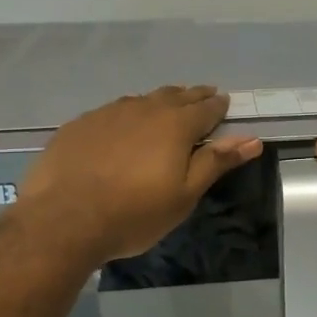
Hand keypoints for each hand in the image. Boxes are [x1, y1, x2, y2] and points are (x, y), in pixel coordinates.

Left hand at [15, 85, 262, 269]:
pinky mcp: (80, 124)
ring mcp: (108, 113)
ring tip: (166, 107)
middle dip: (193, 96)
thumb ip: (217, 162)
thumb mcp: (185, 194)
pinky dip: (128, 114)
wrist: (63, 220)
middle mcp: (144, 109)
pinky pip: (113, 111)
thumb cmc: (134, 213)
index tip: (225, 104)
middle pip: (176, 96)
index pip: (206, 108)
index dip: (218, 106)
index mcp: (176, 125)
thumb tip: (253, 139)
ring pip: (143, 99)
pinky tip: (123, 126)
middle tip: (203, 97)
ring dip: (160, 101)